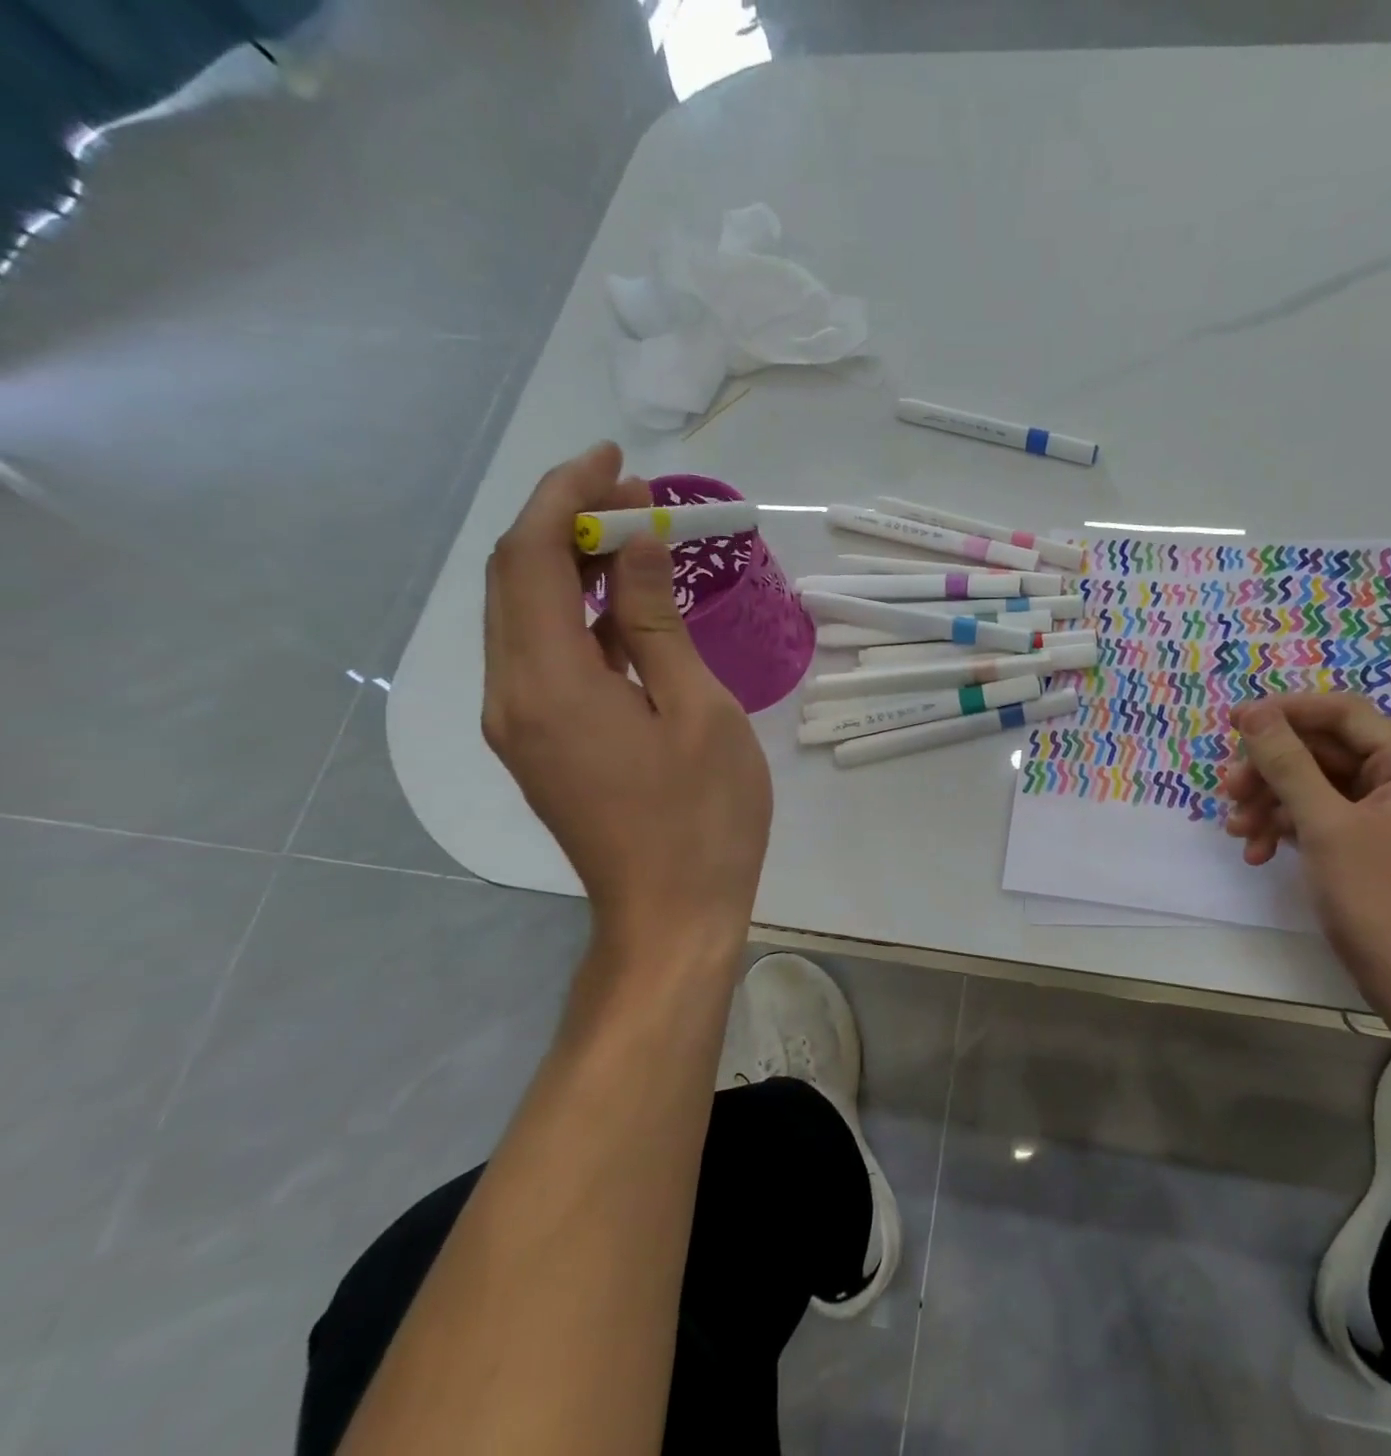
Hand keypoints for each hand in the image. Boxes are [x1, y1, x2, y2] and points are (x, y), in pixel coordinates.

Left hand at [482, 442, 771, 952]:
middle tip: (635, 499)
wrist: (671, 916)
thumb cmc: (704, 818)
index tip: (617, 463)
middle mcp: (512, 696)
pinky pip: (541, 656)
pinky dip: (575, 616)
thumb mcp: (697, 710)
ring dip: (570, 567)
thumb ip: (654, 622)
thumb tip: (636, 544)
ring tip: (633, 541)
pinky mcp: (538, 744)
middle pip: (513, 578)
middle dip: (565, 522)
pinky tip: (623, 608)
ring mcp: (519, 724)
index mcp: (548, 684)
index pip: (532, 557)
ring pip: (522, 616)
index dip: (567, 496)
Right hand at [1223, 694, 1390, 1013]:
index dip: (1285, 712)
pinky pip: (1321, 818)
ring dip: (1271, 804)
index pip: (1342, 714)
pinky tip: (1258, 854)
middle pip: (1323, 752)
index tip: (1233, 721)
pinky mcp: (1371, 846)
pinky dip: (1287, 829)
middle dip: (1271, 770)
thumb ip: (1287, 763)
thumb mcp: (1324, 825)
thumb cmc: (1379, 899)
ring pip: (1315, 787)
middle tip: (1228, 792)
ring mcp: (1388, 816)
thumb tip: (1255, 712)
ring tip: (1237, 832)